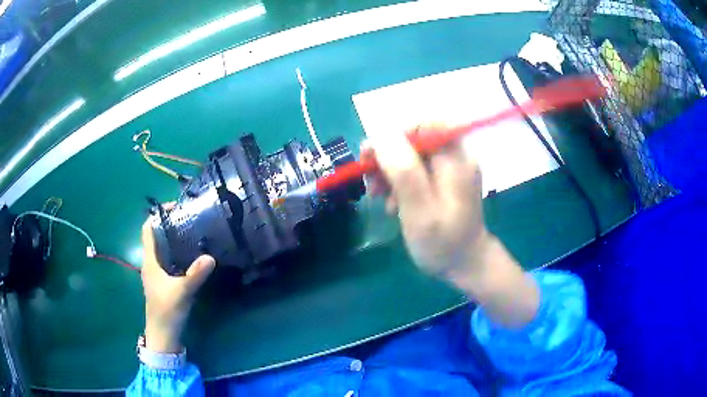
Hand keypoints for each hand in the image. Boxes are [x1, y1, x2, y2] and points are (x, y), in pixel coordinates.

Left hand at [141, 210, 215, 352]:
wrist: (163, 334)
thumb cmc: (167, 311)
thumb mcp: (182, 292)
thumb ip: (195, 274)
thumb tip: (211, 257)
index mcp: (150, 261)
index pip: (148, 229)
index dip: (158, 215)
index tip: (175, 207)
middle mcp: (151, 263)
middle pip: (157, 236)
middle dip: (170, 224)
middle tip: (190, 218)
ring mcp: (157, 273)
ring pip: (163, 248)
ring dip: (174, 239)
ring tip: (193, 232)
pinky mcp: (163, 282)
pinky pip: (169, 260)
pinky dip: (178, 252)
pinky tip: (192, 255)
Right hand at [365, 125, 539, 327]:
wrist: (465, 265)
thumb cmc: (443, 242)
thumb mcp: (420, 209)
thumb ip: (403, 171)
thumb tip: (381, 134)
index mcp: (456, 158)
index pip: (424, 123)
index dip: (395, 133)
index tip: (373, 155)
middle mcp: (455, 156)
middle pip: (415, 138)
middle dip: (388, 157)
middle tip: (368, 179)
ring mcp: (450, 168)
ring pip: (411, 154)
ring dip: (389, 172)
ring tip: (378, 196)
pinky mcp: (443, 180)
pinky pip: (416, 170)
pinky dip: (399, 183)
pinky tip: (392, 203)